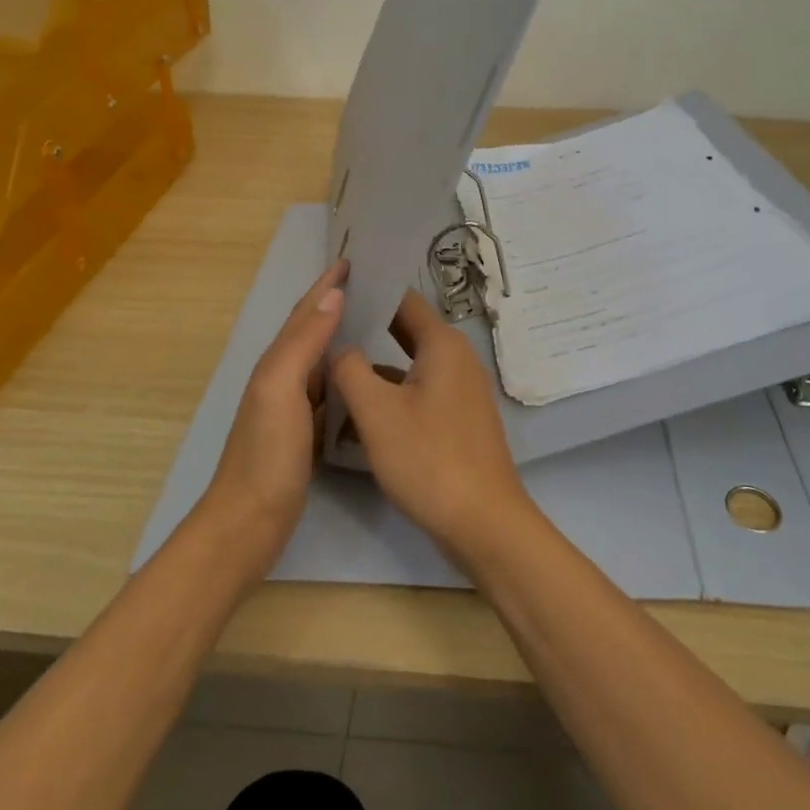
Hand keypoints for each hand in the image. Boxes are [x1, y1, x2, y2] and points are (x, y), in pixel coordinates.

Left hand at [198, 260, 346, 572]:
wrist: (248, 524)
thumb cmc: (266, 454)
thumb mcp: (281, 389)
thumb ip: (304, 342)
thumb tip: (333, 295)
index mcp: (277, 362)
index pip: (305, 312)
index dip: (327, 284)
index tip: (354, 259)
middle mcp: (283, 377)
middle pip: (312, 329)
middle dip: (337, 302)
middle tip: (374, 284)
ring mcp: (294, 407)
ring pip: (323, 358)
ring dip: (344, 335)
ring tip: (378, 321)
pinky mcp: (306, 433)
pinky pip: (331, 389)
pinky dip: (347, 373)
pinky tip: (367, 376)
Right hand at [330, 289, 535, 561]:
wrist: (483, 521)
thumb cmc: (428, 458)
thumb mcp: (377, 413)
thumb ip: (350, 370)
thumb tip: (339, 346)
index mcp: (443, 344)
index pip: (404, 299)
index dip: (371, 291)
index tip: (336, 289)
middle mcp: (457, 357)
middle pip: (408, 329)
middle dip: (370, 326)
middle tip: (327, 326)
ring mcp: (462, 388)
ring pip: (412, 362)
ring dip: (378, 363)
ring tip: (335, 362)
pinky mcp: (459, 417)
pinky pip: (421, 389)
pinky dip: (394, 390)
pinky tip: (362, 407)